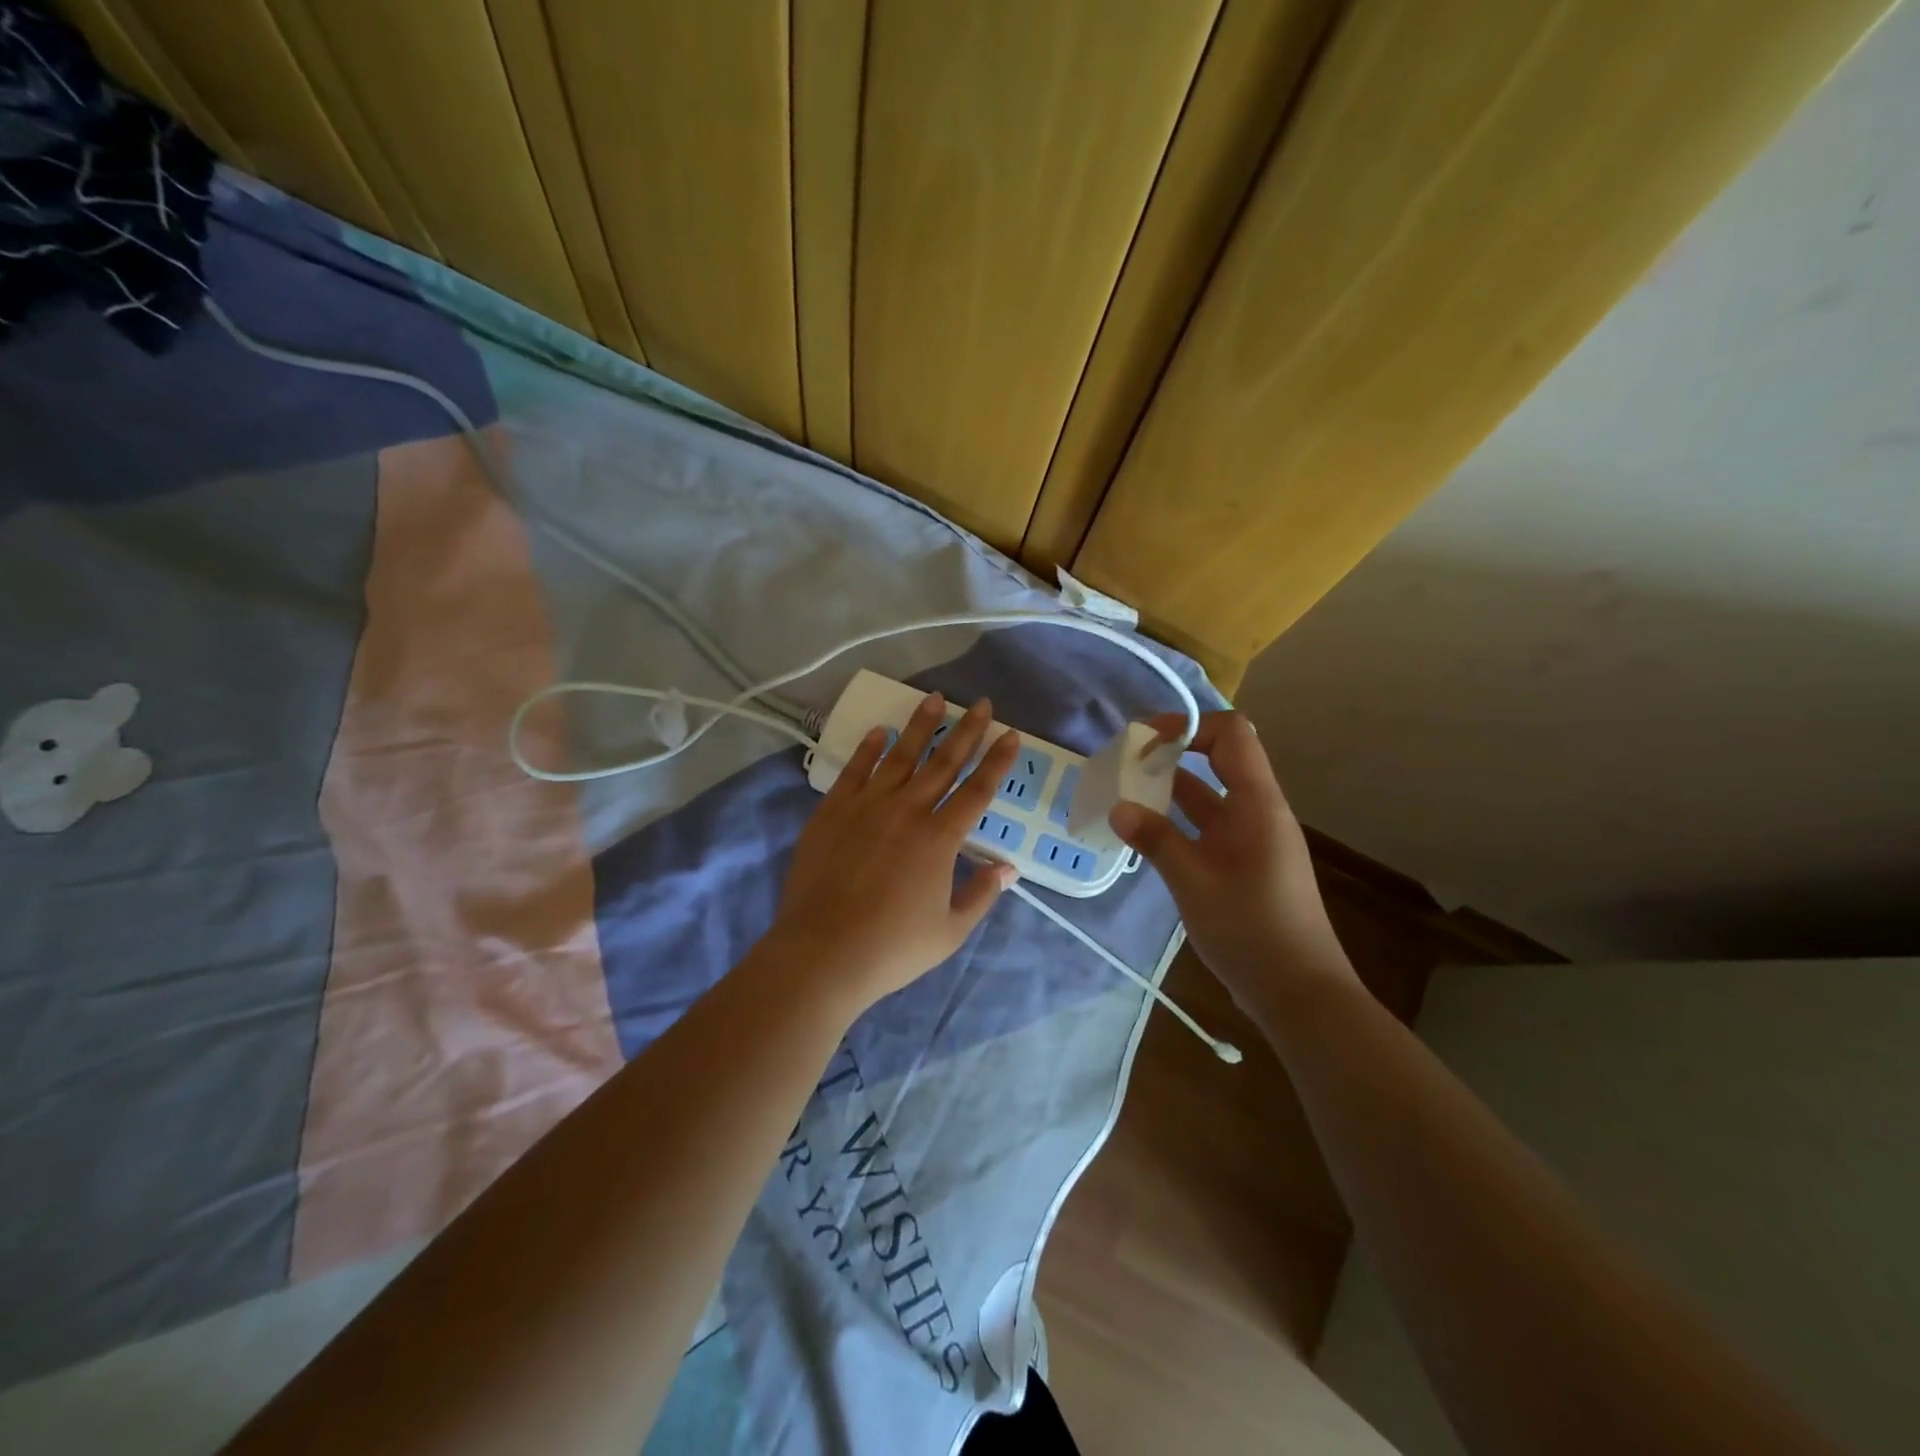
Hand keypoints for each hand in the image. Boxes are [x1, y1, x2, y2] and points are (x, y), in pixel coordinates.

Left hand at [768, 693, 1020, 1010]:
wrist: (822, 952)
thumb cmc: (892, 948)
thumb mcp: (950, 931)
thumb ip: (981, 895)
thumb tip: (1008, 868)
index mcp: (939, 838)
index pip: (978, 790)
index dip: (997, 761)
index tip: (1010, 734)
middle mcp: (907, 811)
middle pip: (943, 762)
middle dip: (967, 730)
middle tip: (981, 704)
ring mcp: (866, 806)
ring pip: (900, 756)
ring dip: (920, 726)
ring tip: (934, 699)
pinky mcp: (832, 811)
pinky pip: (855, 770)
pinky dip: (869, 748)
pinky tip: (880, 731)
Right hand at [1109, 711, 1354, 1008]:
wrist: (1298, 990)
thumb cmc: (1249, 927)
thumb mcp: (1193, 881)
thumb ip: (1155, 839)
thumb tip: (1118, 807)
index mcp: (1257, 803)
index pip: (1231, 735)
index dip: (1189, 726)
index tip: (1145, 742)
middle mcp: (1258, 812)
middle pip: (1220, 760)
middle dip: (1173, 753)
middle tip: (1127, 763)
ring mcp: (1253, 839)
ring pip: (1212, 796)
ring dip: (1173, 789)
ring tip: (1127, 792)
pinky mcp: (1245, 864)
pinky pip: (1210, 826)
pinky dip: (1180, 820)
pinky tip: (1148, 833)